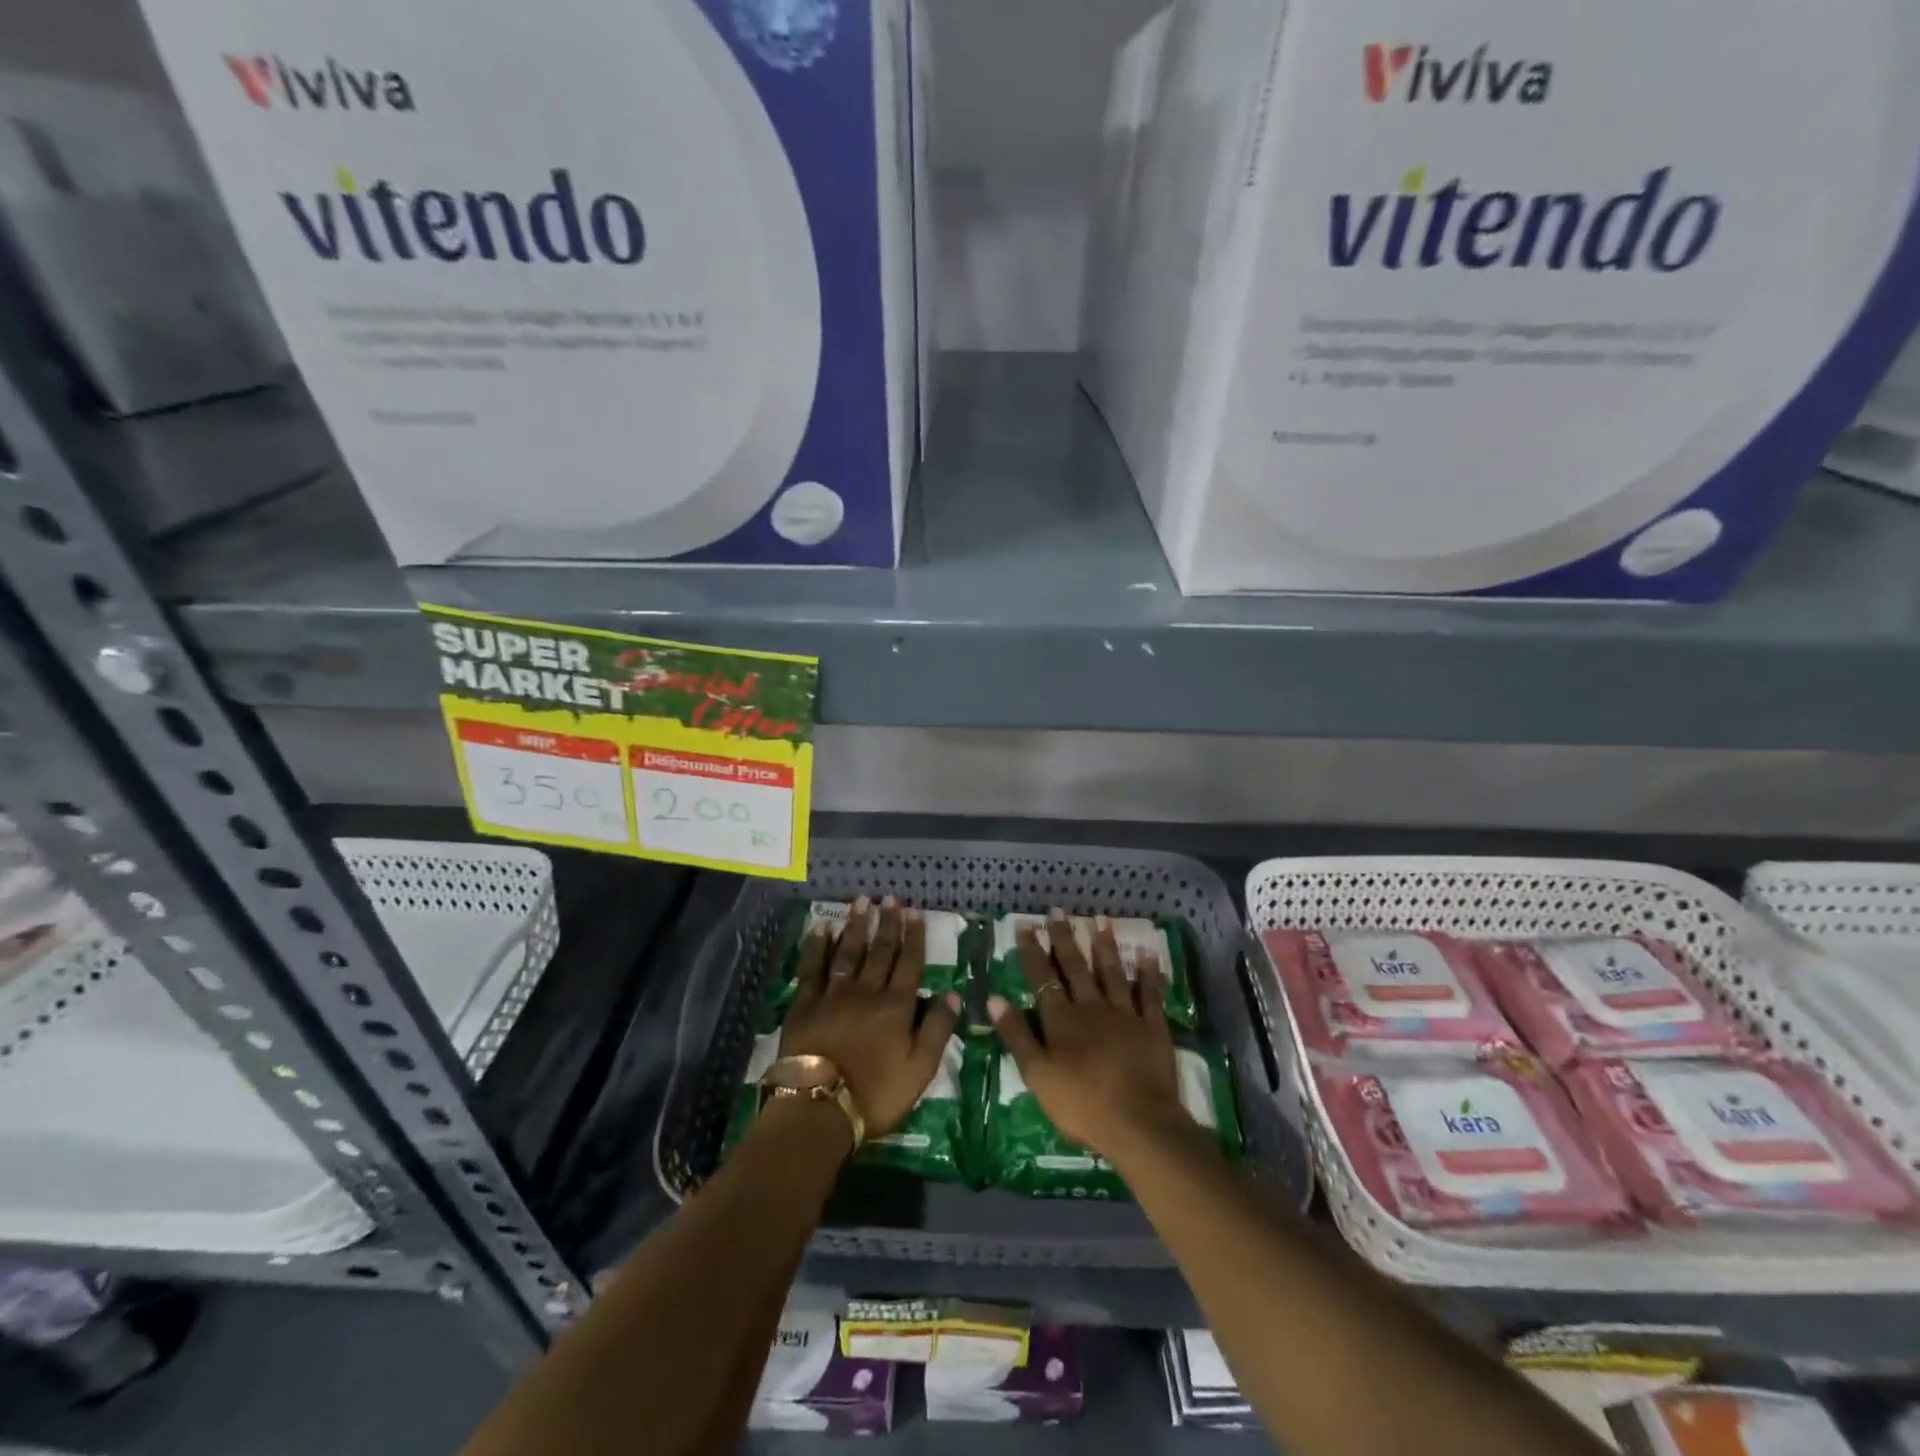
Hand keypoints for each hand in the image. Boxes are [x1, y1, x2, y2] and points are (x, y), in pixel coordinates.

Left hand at [780, 897, 961, 1138]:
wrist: (819, 1107)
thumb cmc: (876, 1094)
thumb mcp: (921, 1070)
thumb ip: (937, 1029)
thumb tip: (953, 993)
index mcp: (896, 1007)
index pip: (909, 963)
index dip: (914, 937)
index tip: (915, 912)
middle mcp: (867, 991)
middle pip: (880, 951)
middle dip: (887, 923)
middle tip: (890, 898)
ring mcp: (833, 995)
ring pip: (848, 952)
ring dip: (856, 925)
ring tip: (861, 902)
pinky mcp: (805, 1004)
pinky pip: (813, 967)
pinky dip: (818, 946)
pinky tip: (822, 928)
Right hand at [988, 909, 1188, 1158]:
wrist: (1139, 1123)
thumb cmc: (1081, 1104)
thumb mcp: (1037, 1075)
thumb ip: (1016, 1035)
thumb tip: (993, 998)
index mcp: (1061, 1019)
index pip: (1042, 977)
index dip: (1033, 950)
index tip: (1026, 925)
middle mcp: (1091, 1007)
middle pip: (1076, 967)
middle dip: (1065, 938)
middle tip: (1058, 911)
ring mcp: (1125, 1014)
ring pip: (1112, 972)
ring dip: (1105, 945)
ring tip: (1100, 920)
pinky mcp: (1152, 1026)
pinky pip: (1150, 994)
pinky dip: (1148, 973)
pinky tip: (1147, 954)